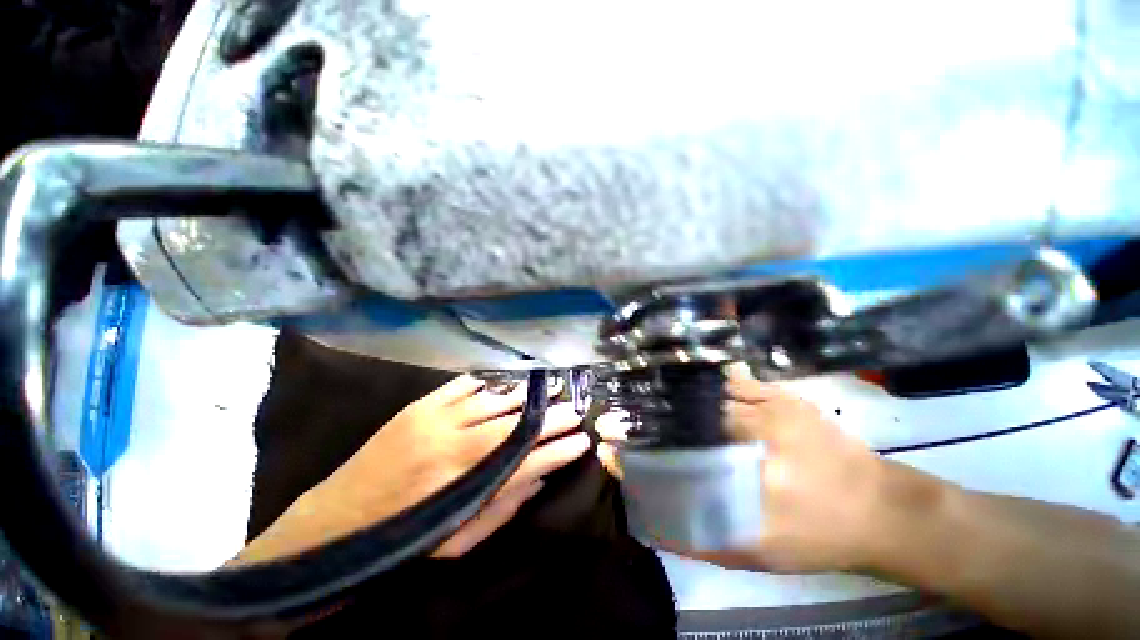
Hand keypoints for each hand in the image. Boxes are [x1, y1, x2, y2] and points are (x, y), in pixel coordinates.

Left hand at [237, 376, 589, 564]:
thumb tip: (539, 477)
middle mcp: (456, 447)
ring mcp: (436, 420)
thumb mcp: (457, 541)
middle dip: (551, 418)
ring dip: (525, 396)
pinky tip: (504, 385)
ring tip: (549, 389)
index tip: (583, 441)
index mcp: (466, 487)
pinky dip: (489, 385)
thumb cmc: (401, 540)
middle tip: (574, 409)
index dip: (560, 451)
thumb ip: (504, 507)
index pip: (529, 462)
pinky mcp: (419, 407)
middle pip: (517, 426)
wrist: (335, 522)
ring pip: (495, 400)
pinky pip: (464, 386)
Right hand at [595, 366, 907, 573]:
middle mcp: (756, 434)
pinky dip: (705, 381)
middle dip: (649, 418)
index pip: (676, 456)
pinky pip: (733, 380)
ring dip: (673, 396)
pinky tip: (687, 384)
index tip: (610, 448)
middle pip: (687, 419)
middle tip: (624, 419)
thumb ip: (701, 540)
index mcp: (749, 479)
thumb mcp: (760, 555)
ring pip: (706, 394)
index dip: (640, 451)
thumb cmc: (819, 539)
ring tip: (646, 398)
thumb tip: (651, 521)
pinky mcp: (782, 395)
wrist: (882, 508)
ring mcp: (771, 408)